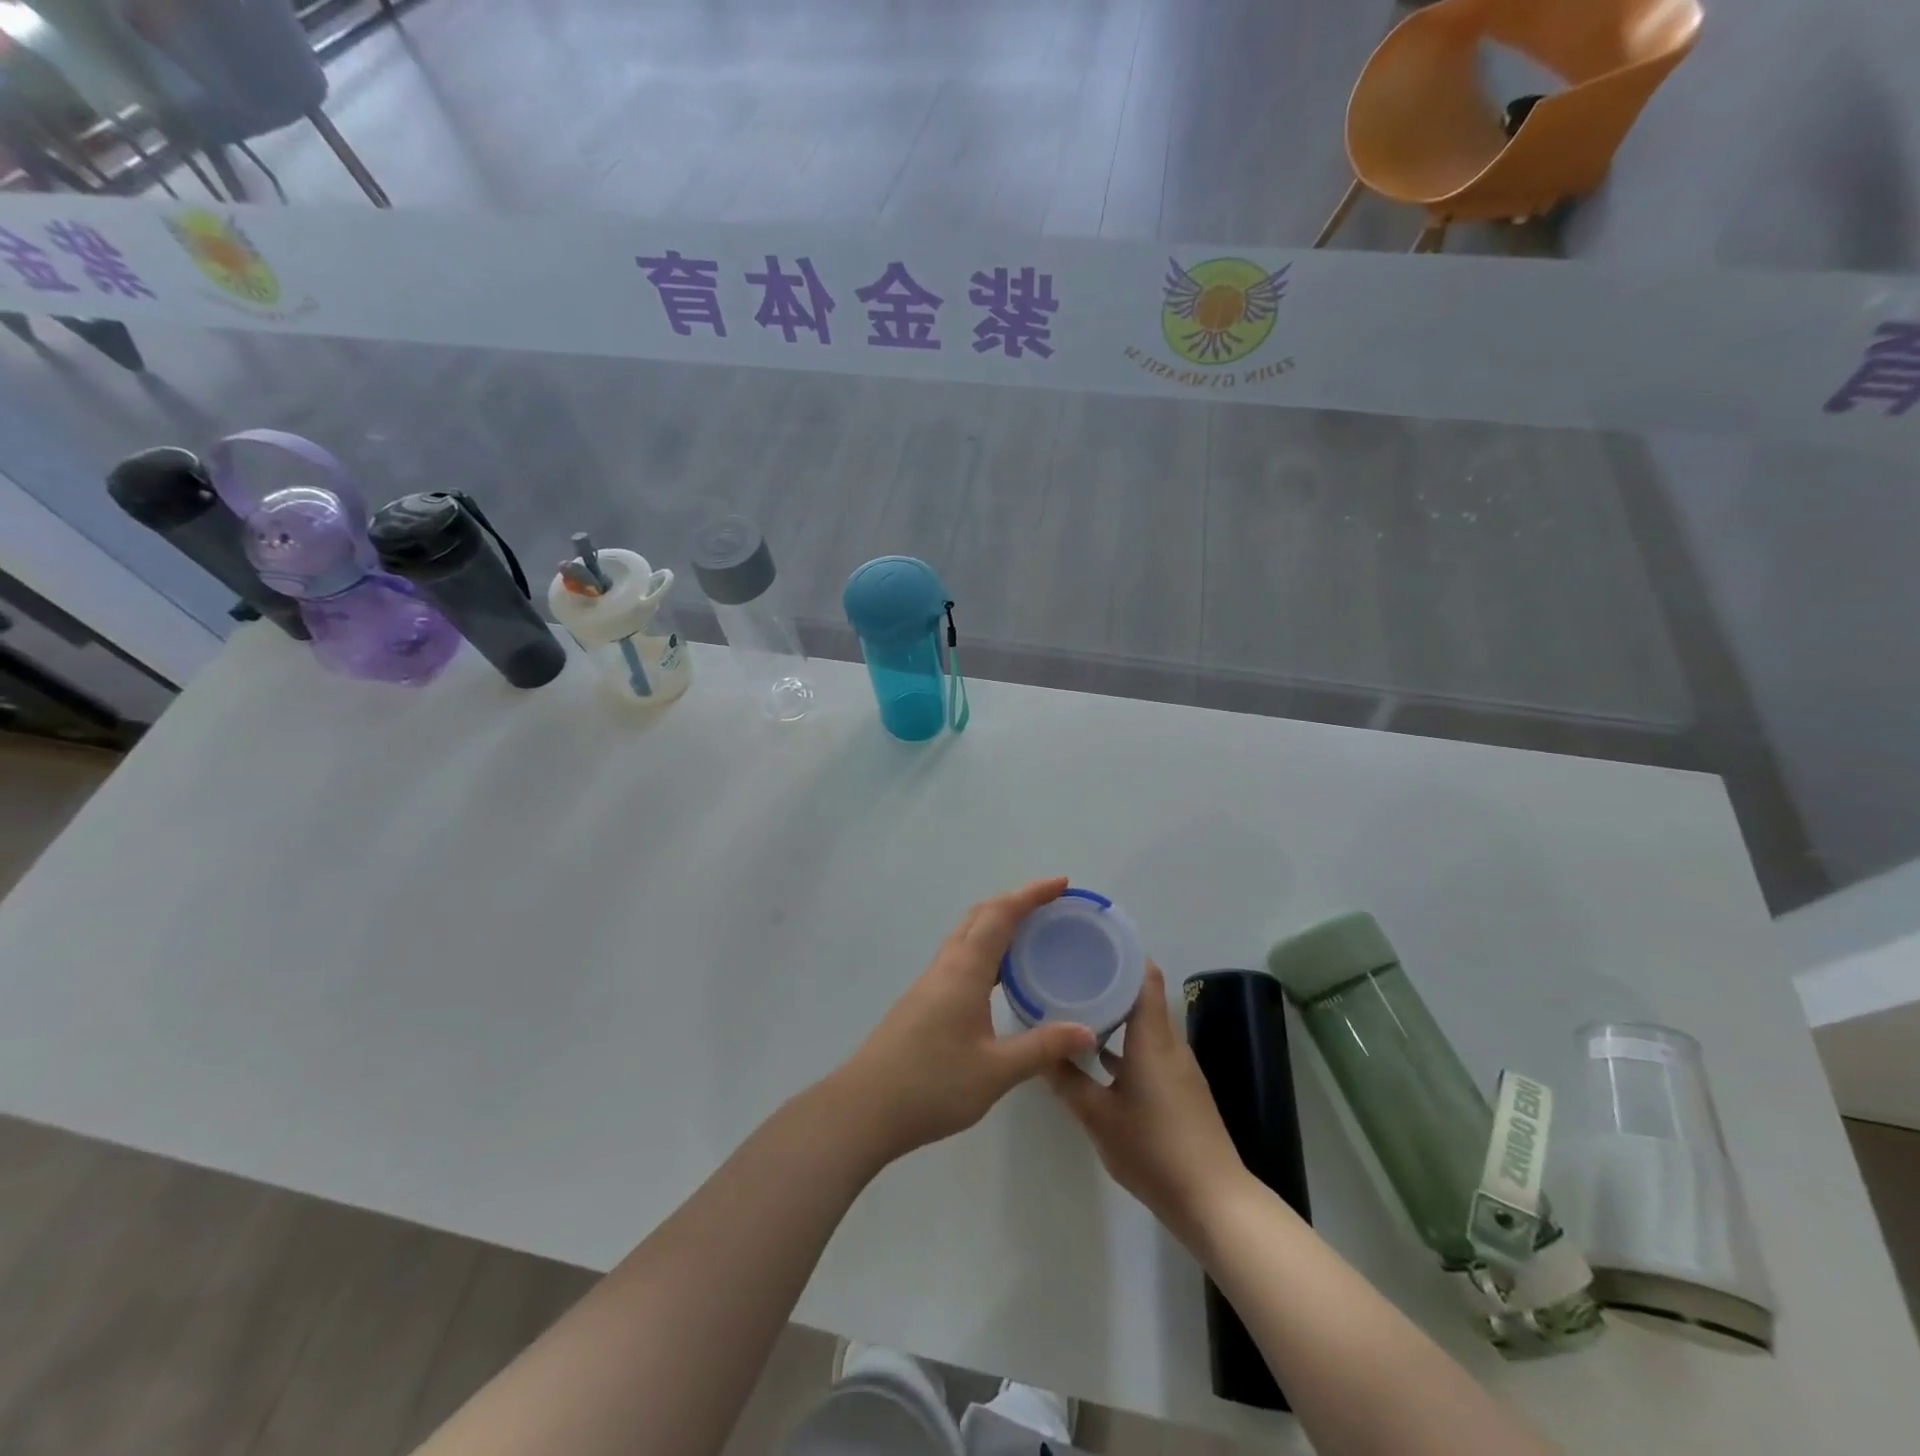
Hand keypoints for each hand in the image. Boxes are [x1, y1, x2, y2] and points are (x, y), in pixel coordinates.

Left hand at [833, 878, 1096, 1163]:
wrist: (864, 1107)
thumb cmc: (931, 1085)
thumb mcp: (995, 1070)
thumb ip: (1042, 1048)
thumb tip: (1087, 1031)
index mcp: (965, 970)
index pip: (1001, 915)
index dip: (1031, 894)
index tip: (1061, 883)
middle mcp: (946, 966)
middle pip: (980, 915)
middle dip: (1015, 901)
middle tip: (1051, 905)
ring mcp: (930, 982)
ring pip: (966, 934)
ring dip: (997, 923)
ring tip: (1031, 934)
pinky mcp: (923, 1000)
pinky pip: (960, 956)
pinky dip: (985, 948)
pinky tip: (999, 976)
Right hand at [1044, 964, 1251, 1247]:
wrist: (1213, 1201)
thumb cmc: (1154, 1150)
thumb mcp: (1098, 1116)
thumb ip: (1066, 1081)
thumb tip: (1038, 1050)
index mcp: (1152, 1037)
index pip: (1145, 974)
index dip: (1121, 951)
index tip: (1089, 940)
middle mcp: (1168, 1042)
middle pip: (1142, 993)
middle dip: (1108, 977)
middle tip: (1070, 969)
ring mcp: (1176, 1066)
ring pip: (1144, 1021)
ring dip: (1115, 1009)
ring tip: (1076, 1003)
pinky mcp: (1178, 1087)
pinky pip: (1148, 1046)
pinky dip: (1125, 1040)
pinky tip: (1097, 1053)